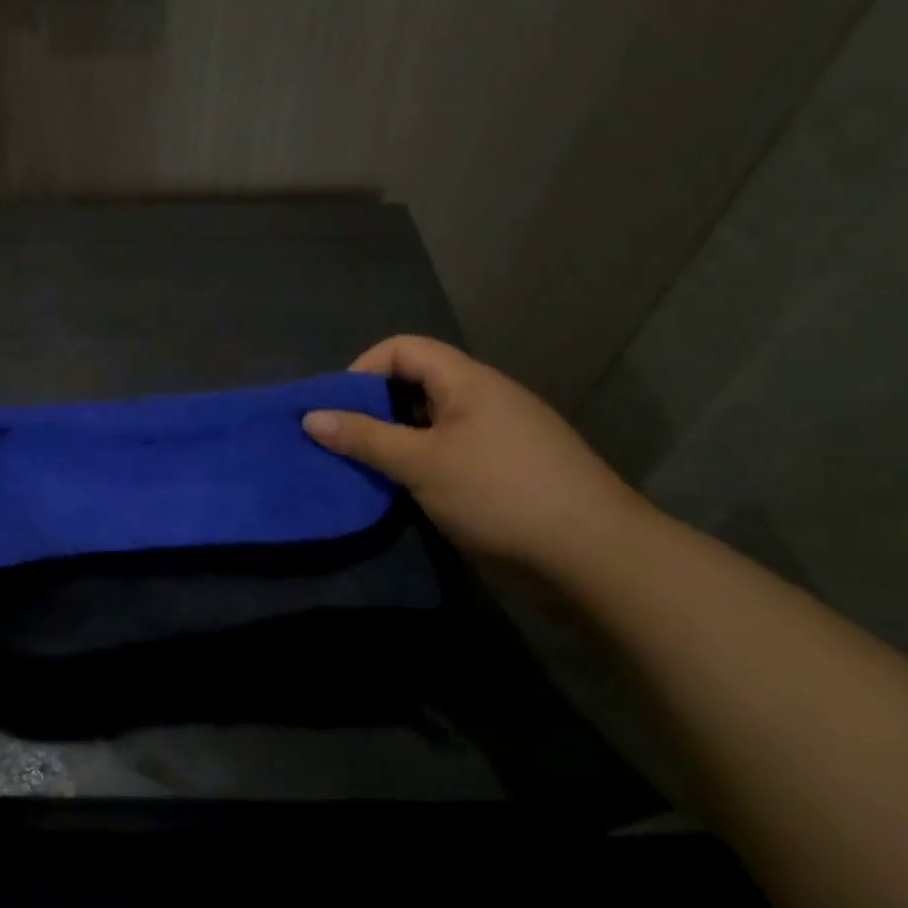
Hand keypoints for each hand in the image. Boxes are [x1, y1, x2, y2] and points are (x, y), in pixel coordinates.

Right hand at [302, 335, 648, 571]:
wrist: (598, 559)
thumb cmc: (501, 495)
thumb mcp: (421, 464)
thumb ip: (365, 438)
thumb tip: (310, 417)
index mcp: (468, 382)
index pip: (403, 349)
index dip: (363, 369)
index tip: (337, 408)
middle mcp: (485, 399)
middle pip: (416, 384)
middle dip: (374, 409)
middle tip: (343, 441)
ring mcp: (500, 437)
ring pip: (432, 423)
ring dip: (396, 441)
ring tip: (366, 470)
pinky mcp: (508, 472)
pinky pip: (451, 452)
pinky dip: (421, 464)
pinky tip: (406, 493)